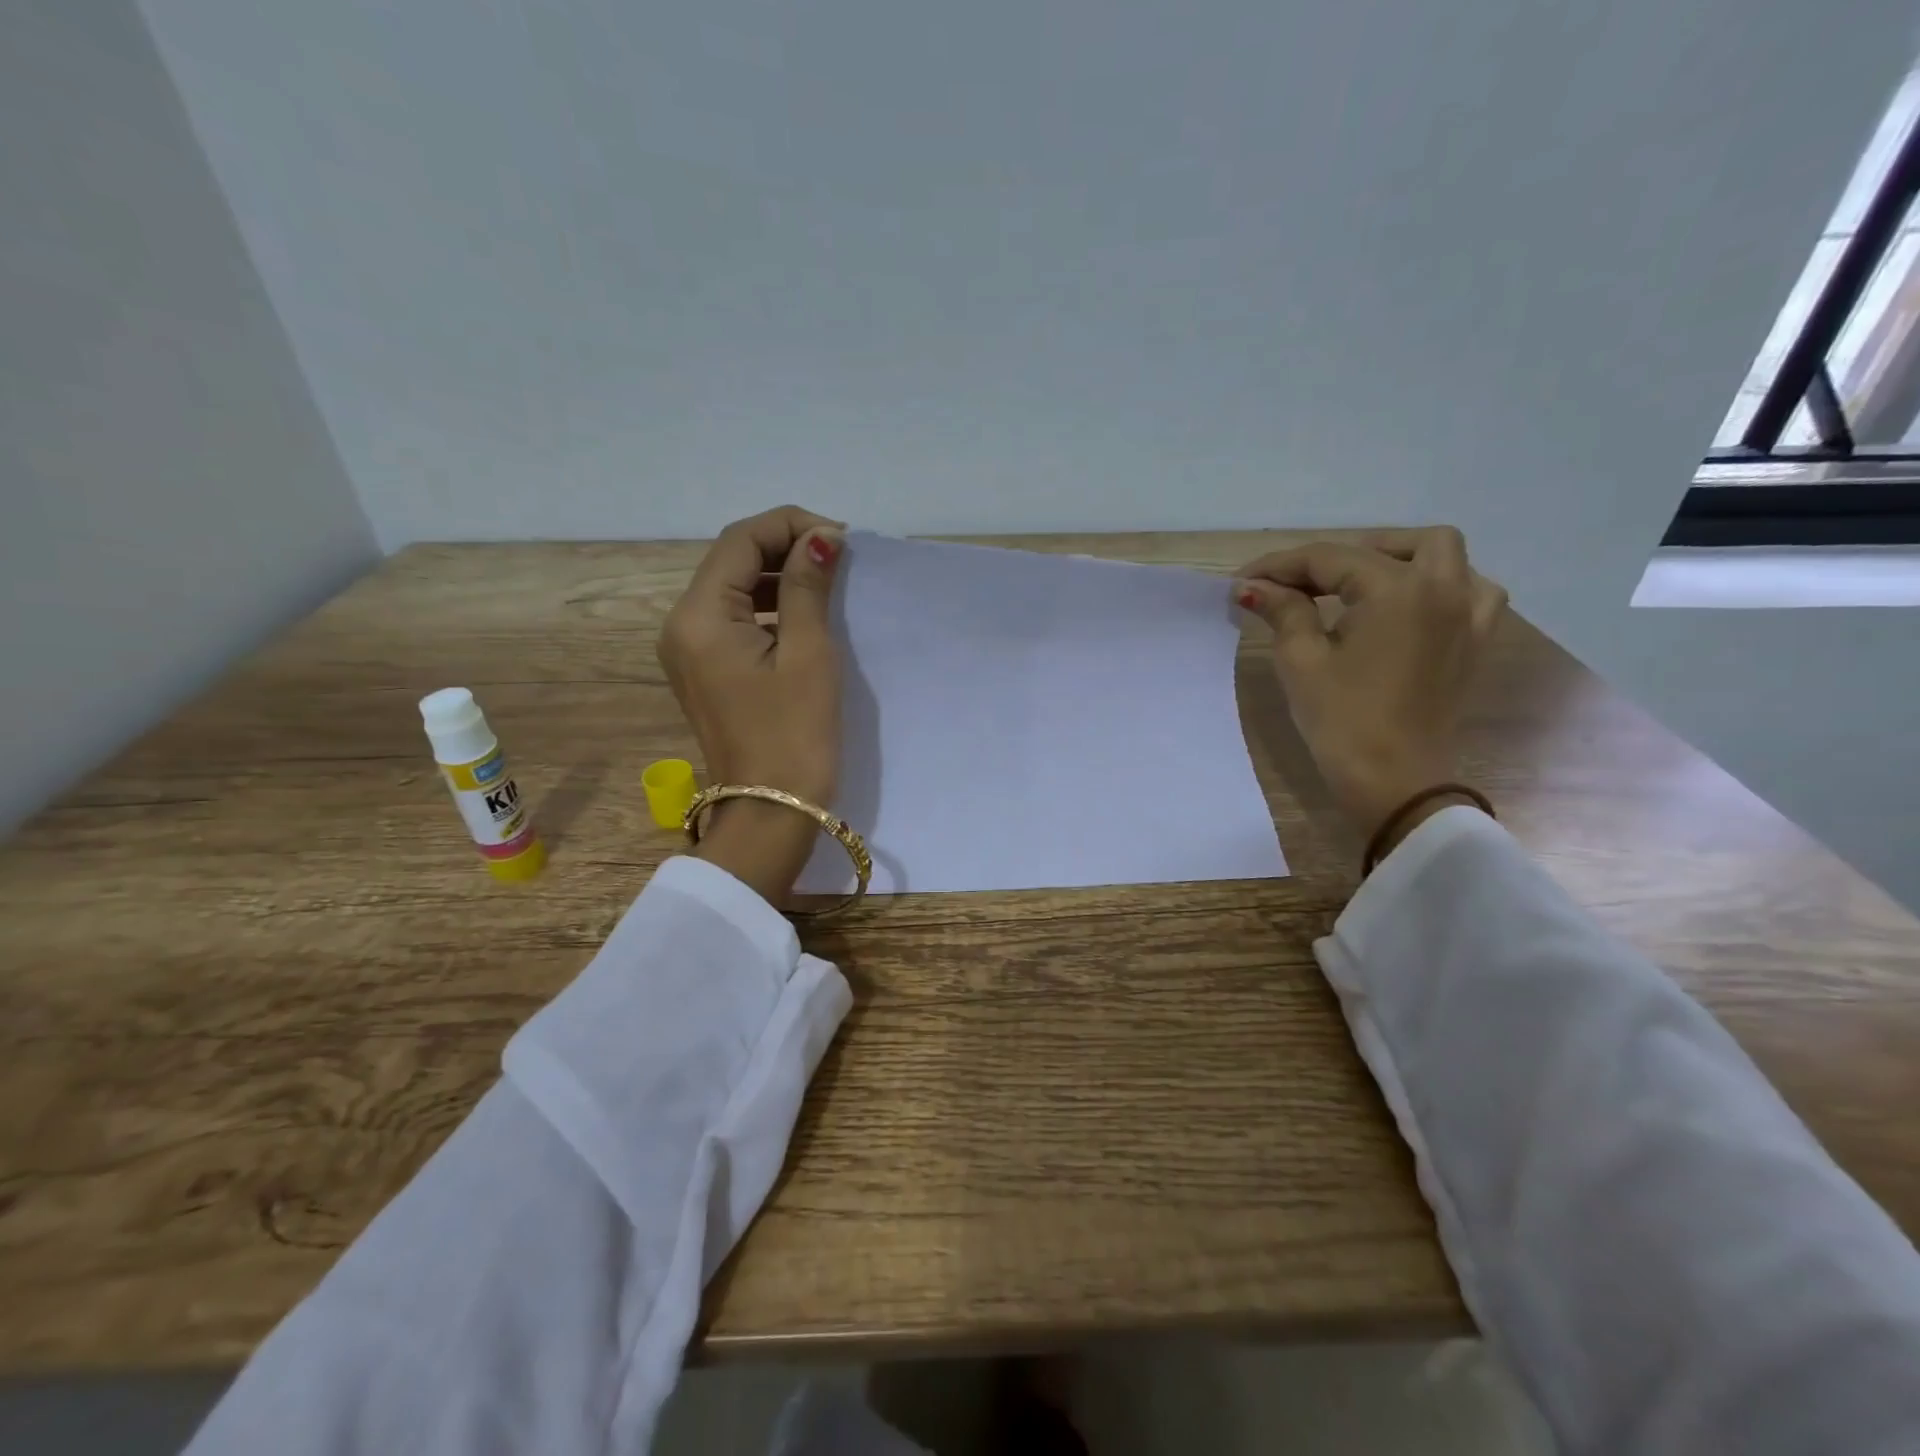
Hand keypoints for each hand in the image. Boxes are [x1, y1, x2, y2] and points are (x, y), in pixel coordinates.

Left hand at [658, 506, 844, 904]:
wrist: (770, 811)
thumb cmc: (793, 735)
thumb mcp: (808, 655)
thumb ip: (808, 588)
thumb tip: (822, 538)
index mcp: (699, 616)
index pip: (740, 541)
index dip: (791, 526)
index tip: (840, 538)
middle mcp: (682, 624)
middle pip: (732, 559)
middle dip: (785, 546)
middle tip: (839, 556)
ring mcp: (689, 649)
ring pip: (732, 587)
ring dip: (778, 575)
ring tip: (828, 580)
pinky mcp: (705, 669)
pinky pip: (733, 618)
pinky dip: (767, 606)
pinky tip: (803, 613)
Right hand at [1235, 528, 1507, 856]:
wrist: (1394, 781)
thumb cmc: (1342, 719)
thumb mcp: (1301, 660)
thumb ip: (1283, 611)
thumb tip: (1253, 586)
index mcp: (1397, 589)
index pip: (1329, 558)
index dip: (1280, 566)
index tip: (1242, 581)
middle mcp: (1442, 588)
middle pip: (1392, 545)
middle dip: (1340, 555)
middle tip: (1298, 584)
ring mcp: (1467, 615)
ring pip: (1442, 556)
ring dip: (1399, 558)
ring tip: (1359, 584)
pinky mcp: (1474, 643)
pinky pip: (1471, 591)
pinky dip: (1440, 585)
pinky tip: (1409, 605)